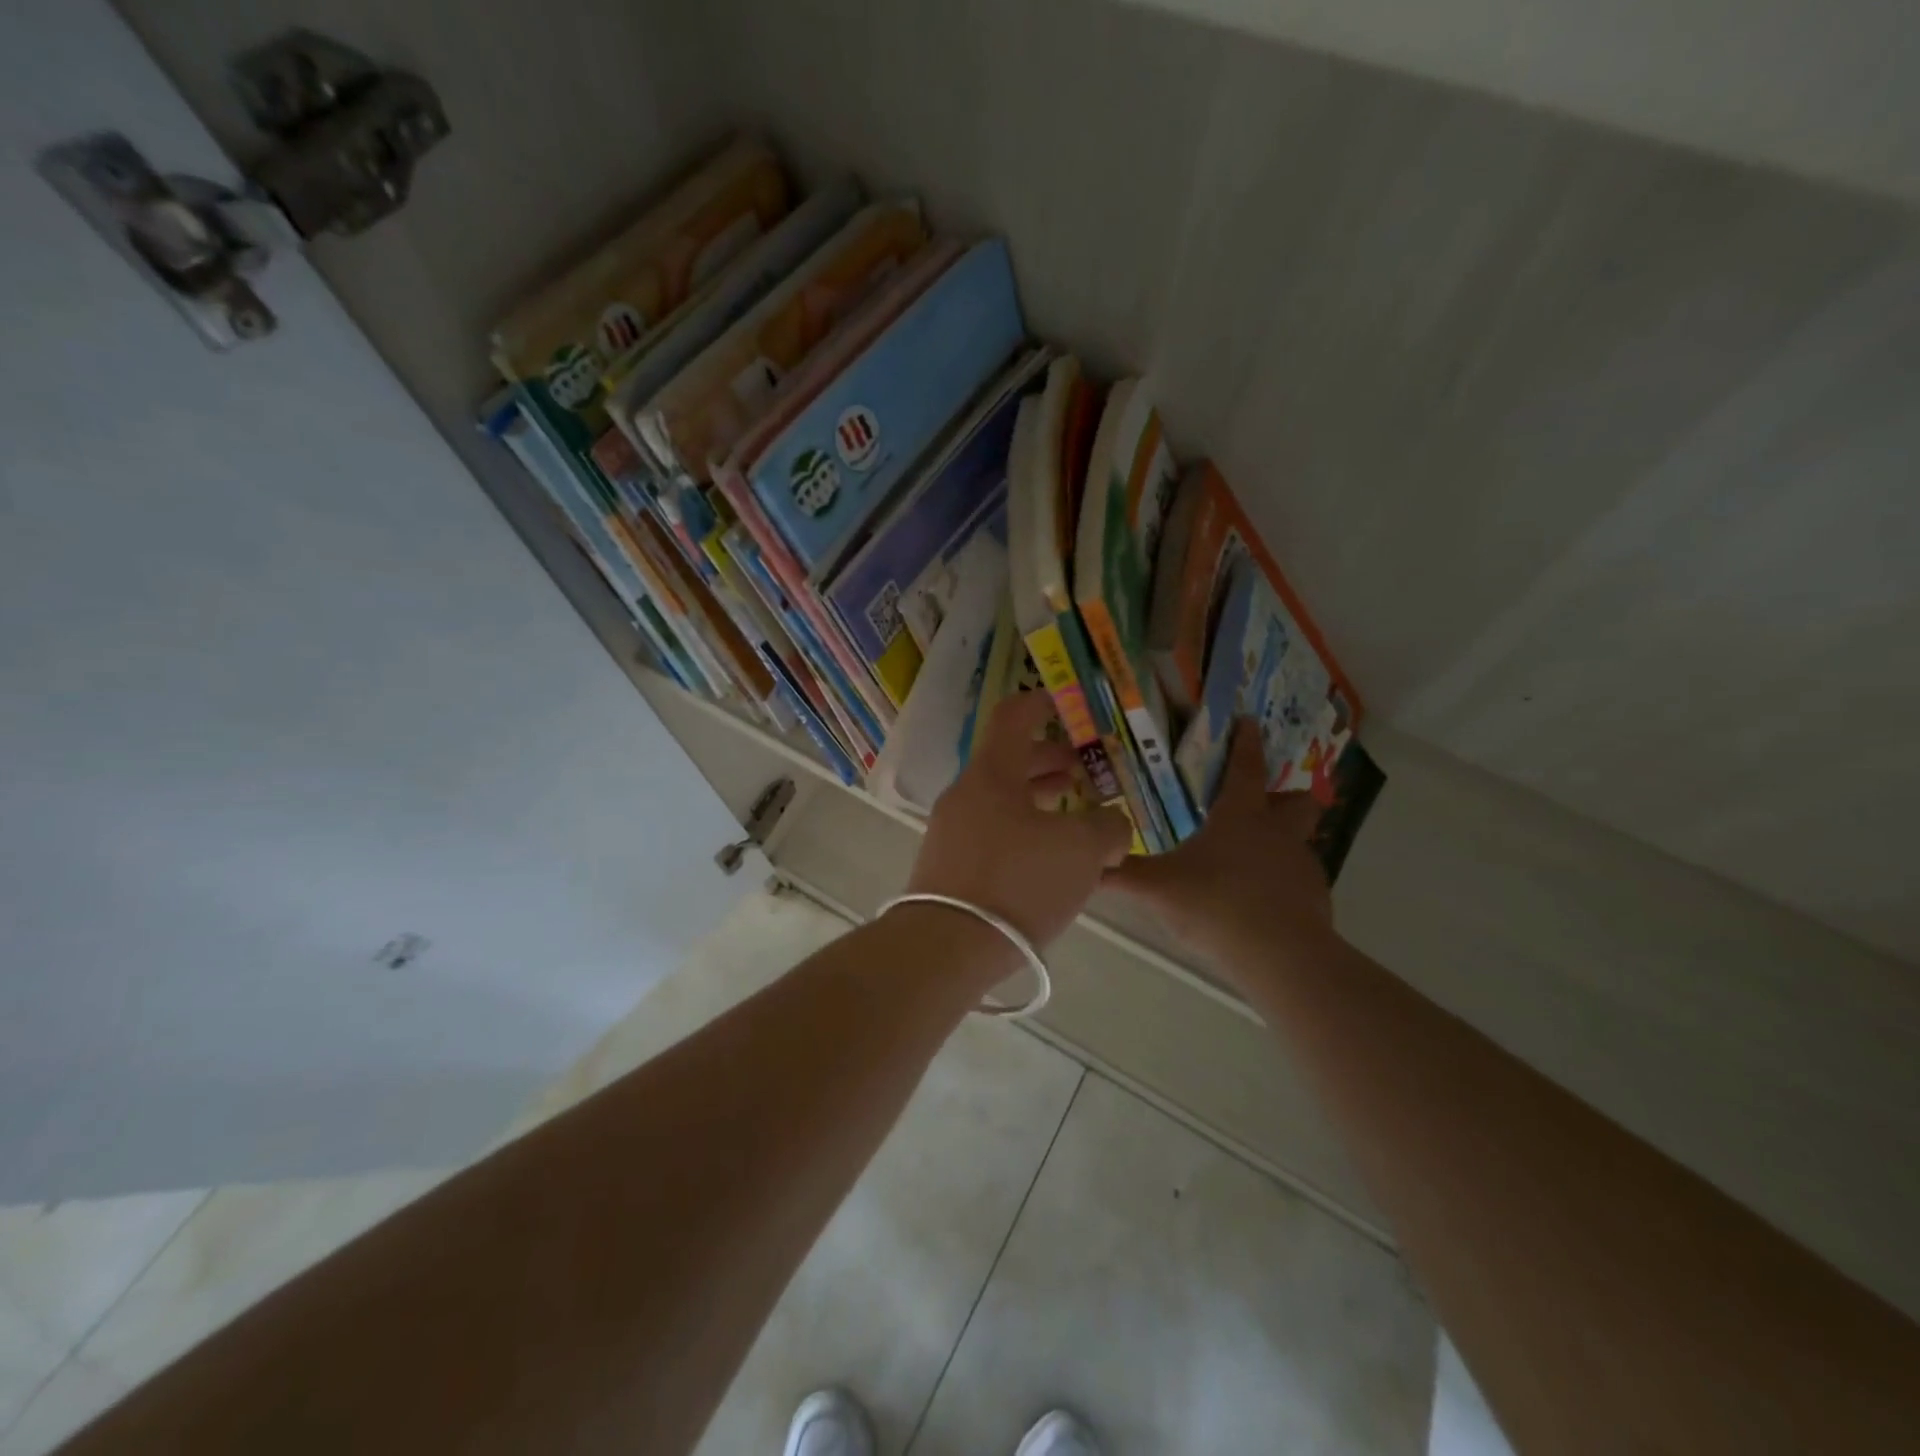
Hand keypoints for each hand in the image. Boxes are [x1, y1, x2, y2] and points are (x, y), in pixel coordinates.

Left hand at [907, 691, 1133, 946]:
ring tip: (1072, 813)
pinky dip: (1022, 830)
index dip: (1040, 703)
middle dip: (1049, 761)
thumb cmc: (1018, 882)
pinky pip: (991, 832)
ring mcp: (951, 830)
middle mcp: (966, 794)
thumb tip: (1110, 827)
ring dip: (1038, 799)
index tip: (1064, 704)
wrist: (947, 945)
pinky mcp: (948, 865)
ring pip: (1000, 799)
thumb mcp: (1082, 851)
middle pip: (1008, 761)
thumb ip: (1108, 829)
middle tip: (1083, 771)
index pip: (1013, 717)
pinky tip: (1047, 858)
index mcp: (993, 773)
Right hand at [1105, 718, 1334, 975]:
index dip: (1246, 742)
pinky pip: (1298, 880)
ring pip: (1299, 841)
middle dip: (1283, 795)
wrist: (1281, 957)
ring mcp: (1302, 866)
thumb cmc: (1216, 905)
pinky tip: (1257, 903)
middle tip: (1260, 804)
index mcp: (1241, 816)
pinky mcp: (1315, 899)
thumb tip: (1088, 862)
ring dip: (1279, 843)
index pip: (1246, 768)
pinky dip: (1281, 883)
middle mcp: (1277, 832)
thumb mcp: (1157, 889)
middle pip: (1296, 800)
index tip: (1250, 721)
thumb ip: (1121, 875)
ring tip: (1247, 863)